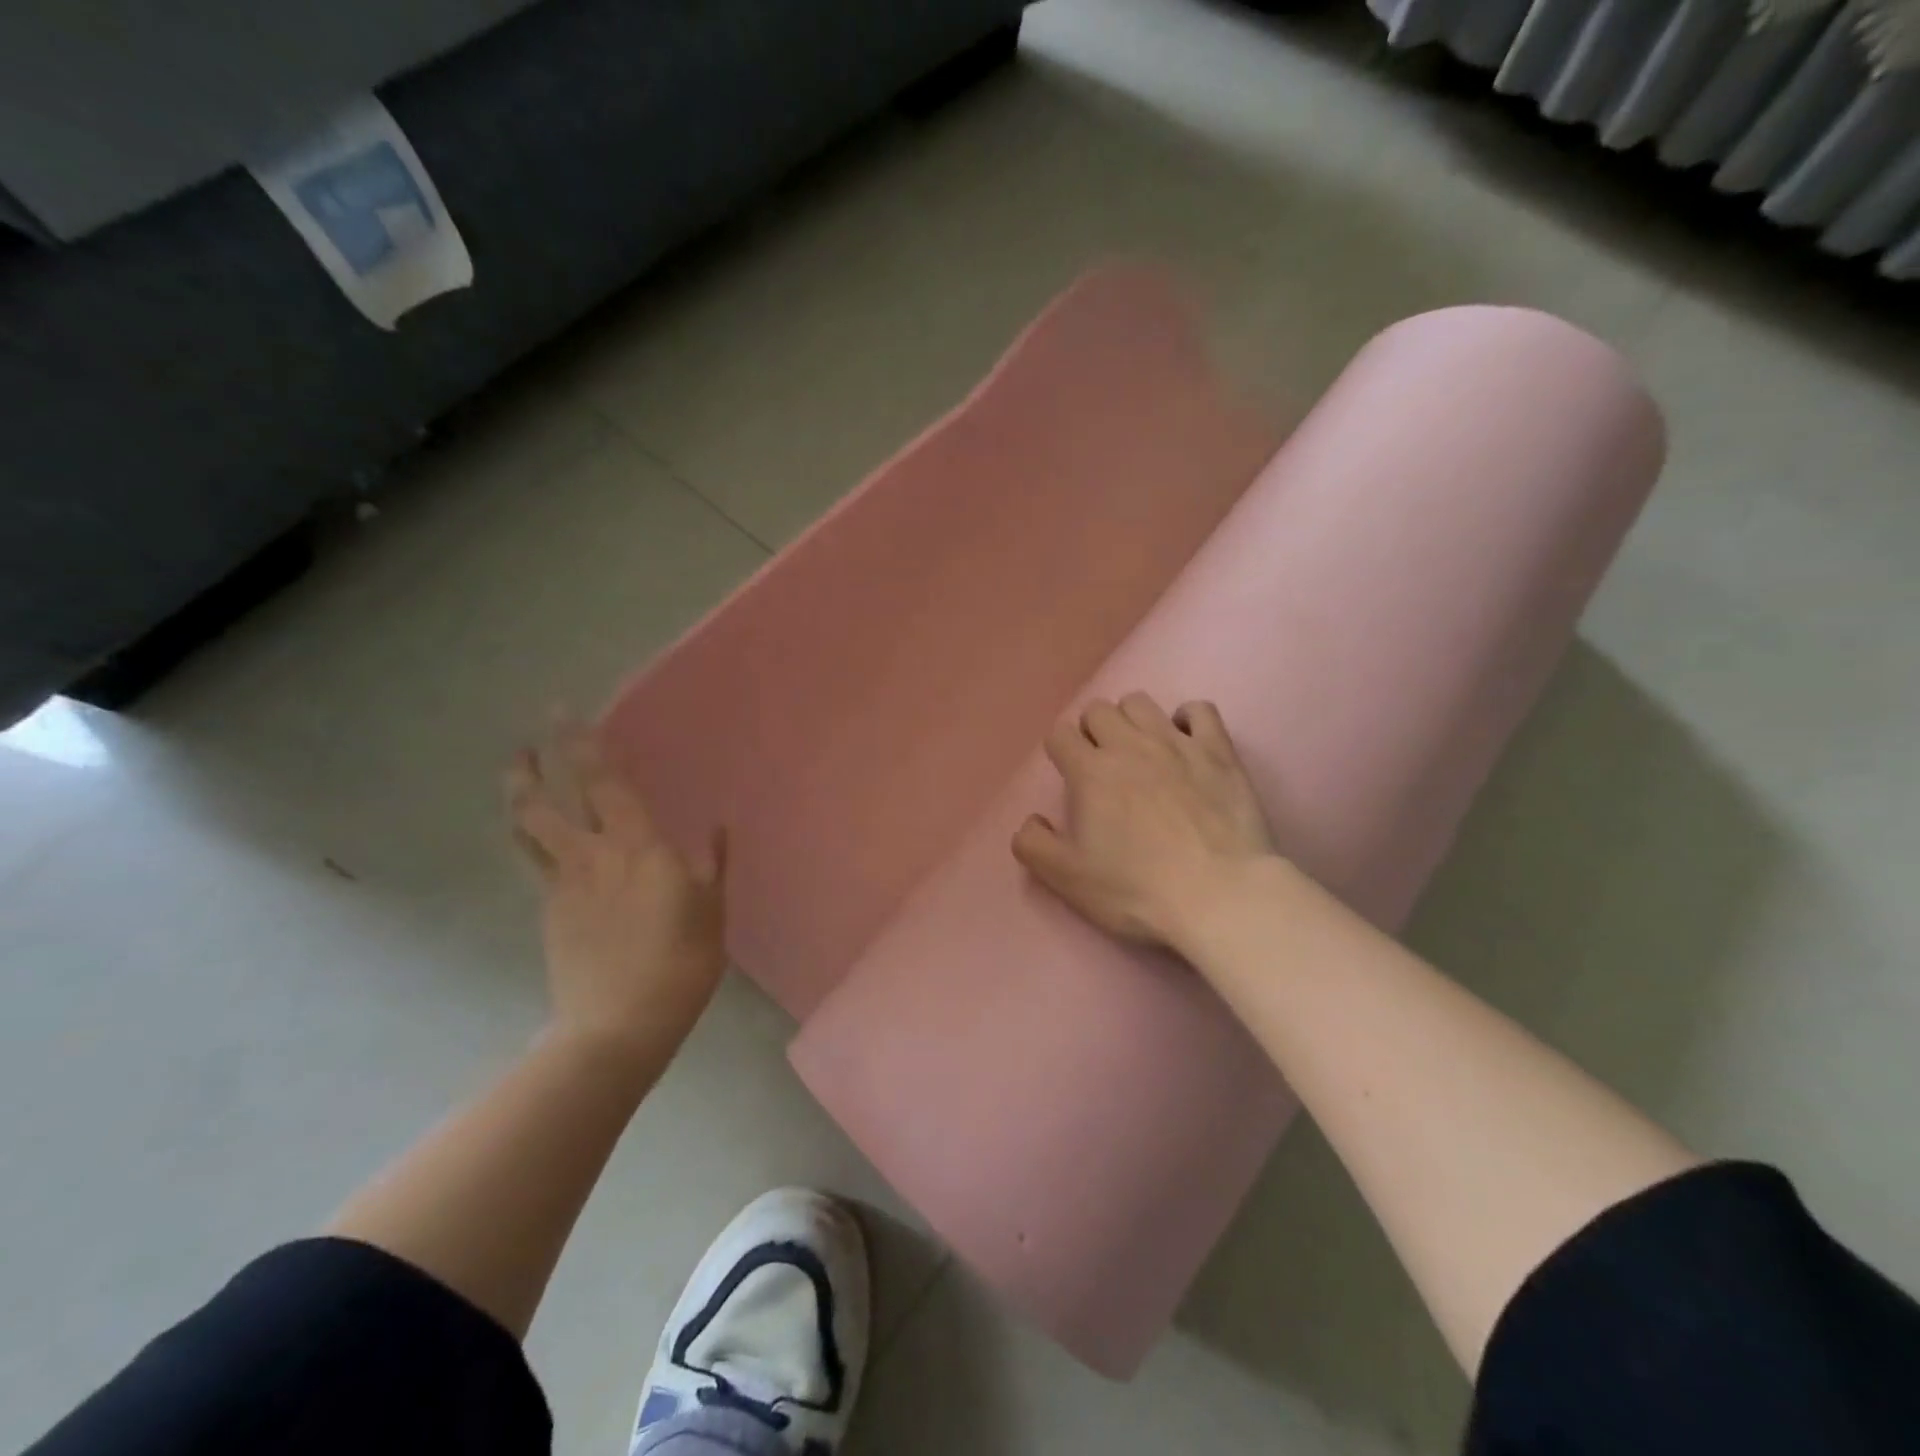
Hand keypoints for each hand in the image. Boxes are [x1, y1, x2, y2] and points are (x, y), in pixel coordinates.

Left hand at [508, 717, 727, 1065]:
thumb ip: (713, 865)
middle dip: (532, 764)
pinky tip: (540, 840)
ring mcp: (562, 885)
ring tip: (516, 775)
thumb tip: (719, 828)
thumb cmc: (681, 963)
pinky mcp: (548, 913)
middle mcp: (591, 856)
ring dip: (519, 796)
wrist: (619, 1025)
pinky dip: (531, 839)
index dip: (582, 743)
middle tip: (527, 739)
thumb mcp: (712, 911)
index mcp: (636, 847)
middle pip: (546, 801)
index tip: (564, 712)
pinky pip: (535, 863)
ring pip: (528, 830)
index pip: (603, 782)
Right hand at [1013, 693, 1278, 955]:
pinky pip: (1199, 709)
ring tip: (1140, 751)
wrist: (1219, 896)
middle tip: (1102, 765)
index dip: (1059, 751)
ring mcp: (1177, 743)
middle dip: (1092, 731)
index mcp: (1090, 771)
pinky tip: (1186, 743)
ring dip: (1131, 720)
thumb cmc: (1137, 890)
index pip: (1059, 734)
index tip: (1069, 775)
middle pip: (1098, 710)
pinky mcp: (1219, 751)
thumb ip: (1032, 844)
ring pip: (1141, 703)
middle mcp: (1129, 745)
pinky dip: (1187, 720)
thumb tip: (1031, 820)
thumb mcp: (1067, 879)